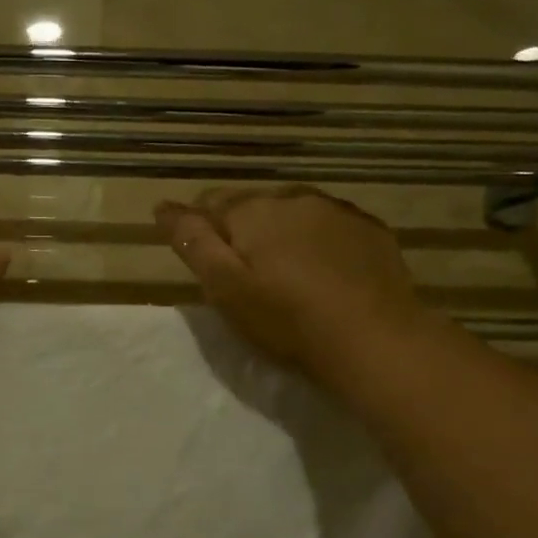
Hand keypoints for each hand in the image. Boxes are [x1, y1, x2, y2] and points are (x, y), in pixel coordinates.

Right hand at [156, 187, 431, 386]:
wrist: (374, 339)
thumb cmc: (286, 319)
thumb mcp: (224, 288)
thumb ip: (193, 242)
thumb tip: (163, 206)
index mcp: (252, 211)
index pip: (210, 204)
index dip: (201, 229)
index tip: (205, 261)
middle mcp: (294, 197)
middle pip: (255, 206)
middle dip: (244, 231)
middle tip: (246, 276)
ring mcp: (337, 210)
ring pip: (295, 213)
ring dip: (283, 234)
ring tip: (287, 274)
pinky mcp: (371, 230)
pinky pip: (331, 227)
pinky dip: (320, 241)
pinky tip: (325, 274)